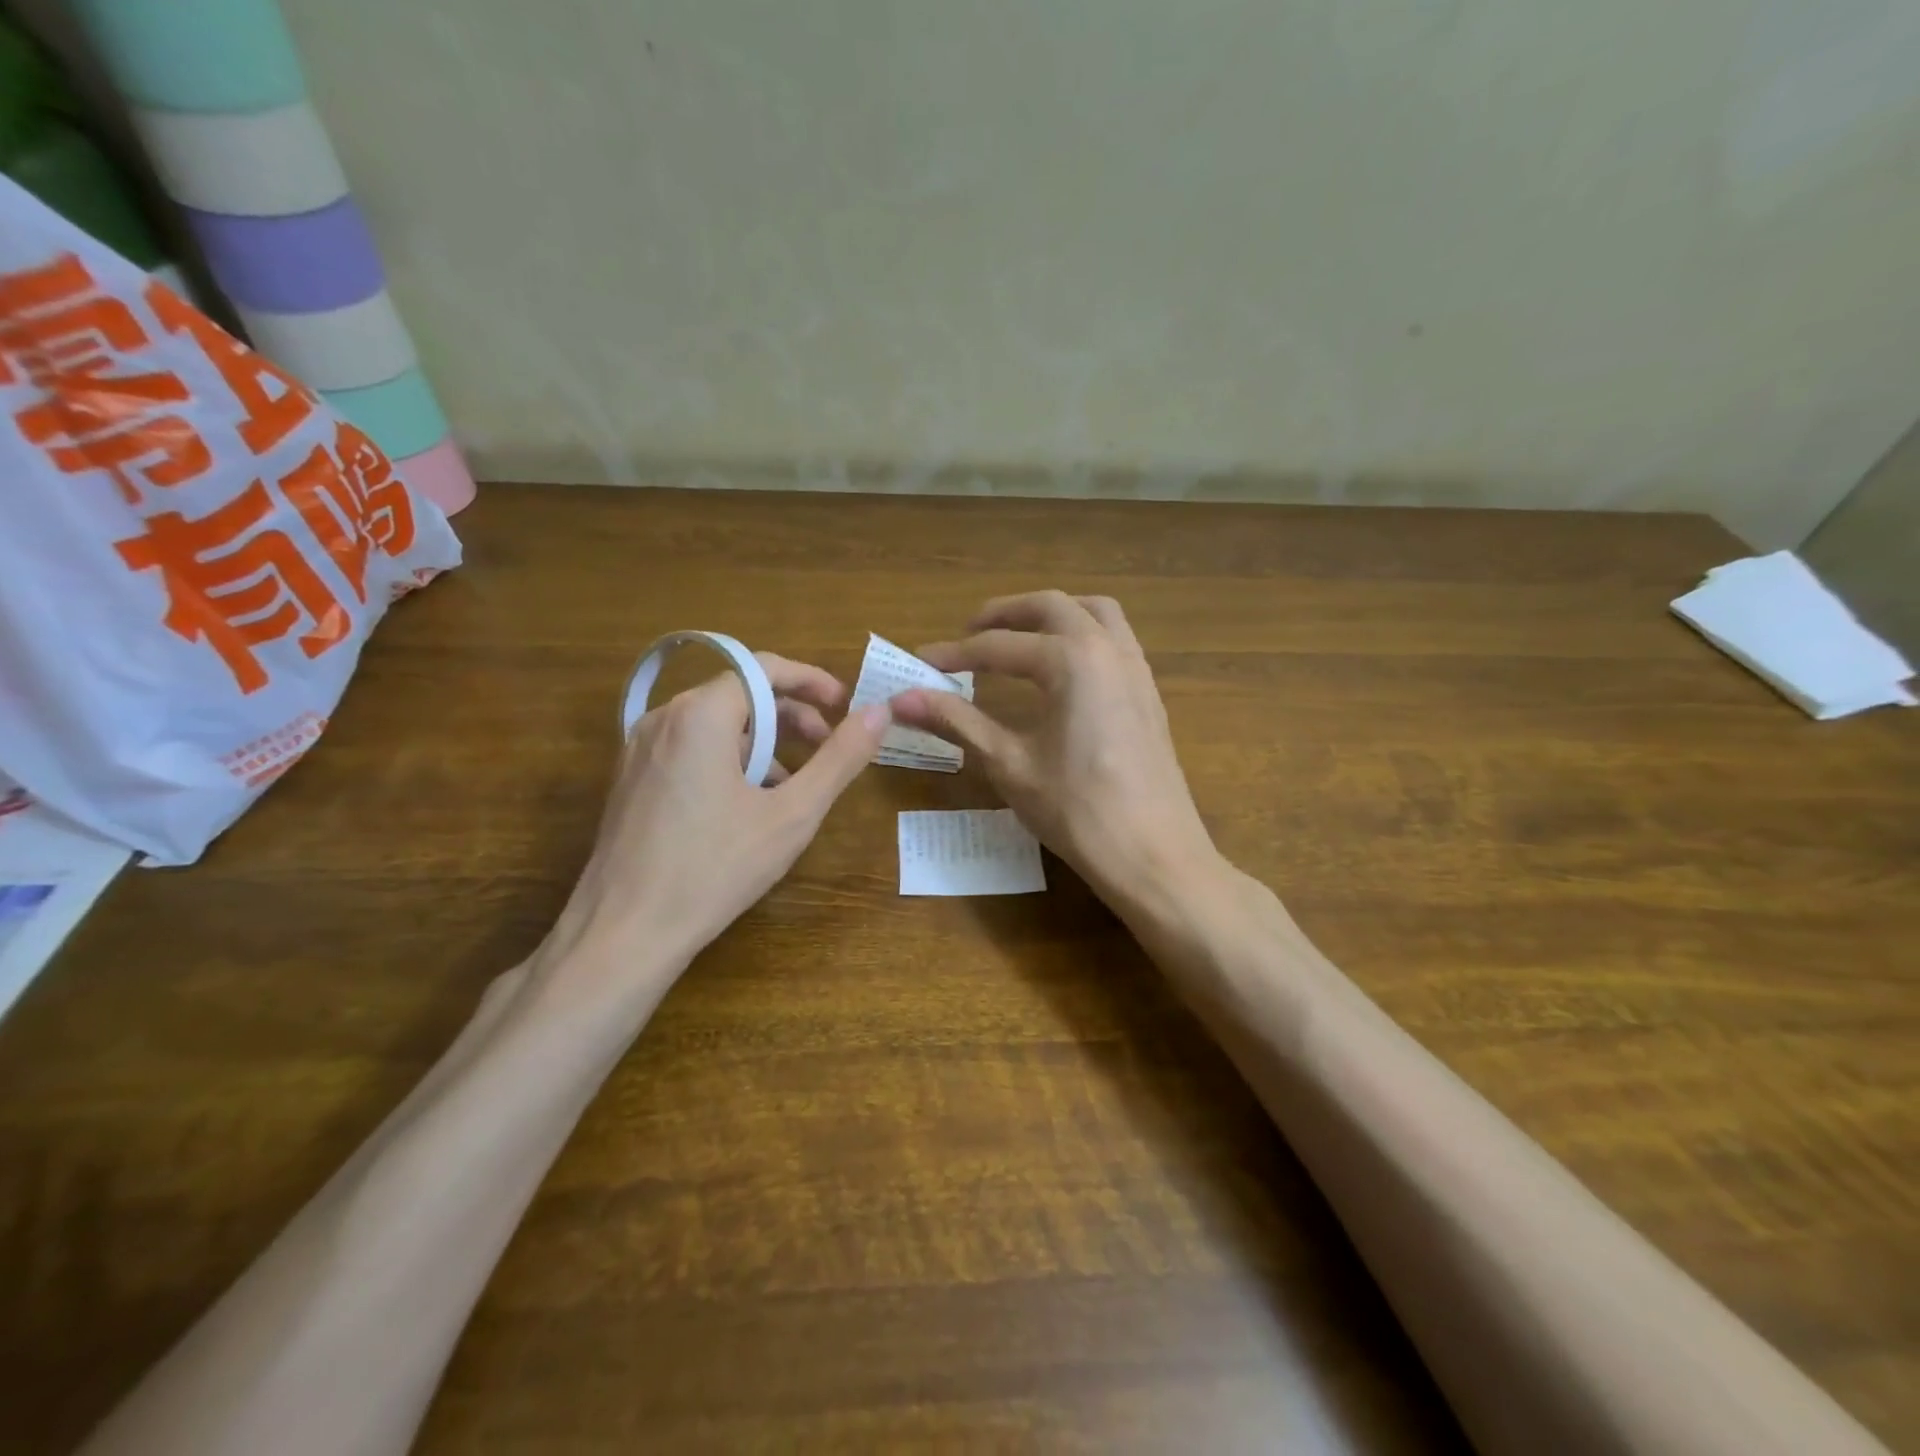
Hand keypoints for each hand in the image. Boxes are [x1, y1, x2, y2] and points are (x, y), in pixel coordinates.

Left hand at [543, 653, 891, 993]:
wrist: (623, 933)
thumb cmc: (714, 868)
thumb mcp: (793, 814)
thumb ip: (840, 758)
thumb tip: (880, 712)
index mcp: (701, 715)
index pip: (764, 668)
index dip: (811, 681)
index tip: (845, 706)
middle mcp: (663, 718)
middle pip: (739, 694)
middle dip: (790, 714)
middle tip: (827, 747)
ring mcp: (639, 749)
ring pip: (715, 724)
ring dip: (762, 742)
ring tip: (793, 784)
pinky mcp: (631, 779)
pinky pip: (690, 749)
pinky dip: (729, 760)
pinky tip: (748, 805)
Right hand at [891, 591, 1222, 912]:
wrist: (1154, 856)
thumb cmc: (1077, 810)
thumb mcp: (1009, 764)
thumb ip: (958, 721)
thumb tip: (901, 700)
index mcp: (1071, 660)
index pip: (999, 647)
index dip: (954, 654)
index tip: (920, 663)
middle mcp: (1108, 649)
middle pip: (1051, 606)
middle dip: (1005, 614)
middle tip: (968, 633)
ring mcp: (1136, 668)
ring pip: (1093, 612)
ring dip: (1051, 615)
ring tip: (1018, 637)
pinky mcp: (1149, 692)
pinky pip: (1115, 638)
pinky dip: (1082, 633)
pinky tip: (1062, 669)